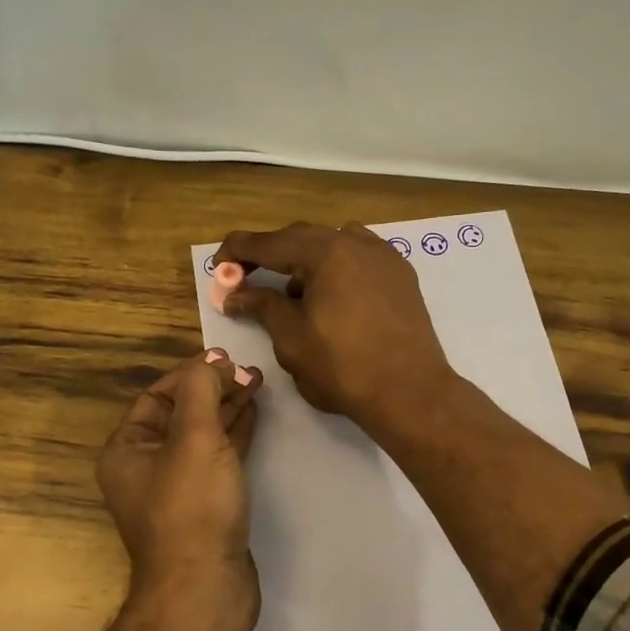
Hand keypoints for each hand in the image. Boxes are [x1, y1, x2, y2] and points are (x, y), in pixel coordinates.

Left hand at [96, 349, 262, 622]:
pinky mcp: (204, 507)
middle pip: (181, 413)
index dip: (192, 372)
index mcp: (127, 450)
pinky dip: (234, 436)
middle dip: (214, 389)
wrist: (205, 589)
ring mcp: (176, 489)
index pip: (157, 395)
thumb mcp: (194, 438)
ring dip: (227, 409)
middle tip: (250, 372)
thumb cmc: (193, 507)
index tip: (228, 359)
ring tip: (257, 384)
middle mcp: (145, 467)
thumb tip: (211, 362)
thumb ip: (201, 391)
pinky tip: (254, 416)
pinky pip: (217, 459)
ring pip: (202, 436)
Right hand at [217, 222, 454, 433]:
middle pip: (302, 237)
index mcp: (326, 253)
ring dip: (305, 260)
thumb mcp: (292, 339)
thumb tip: (236, 294)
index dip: (238, 252)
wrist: (411, 393)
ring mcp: (384, 257)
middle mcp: (357, 243)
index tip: (218, 267)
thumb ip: (263, 306)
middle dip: (271, 254)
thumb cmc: (344, 368)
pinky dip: (336, 267)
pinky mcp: (401, 275)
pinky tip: (332, 296)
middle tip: (247, 278)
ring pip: (333, 243)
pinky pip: (360, 257)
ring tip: (294, 293)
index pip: (269, 242)